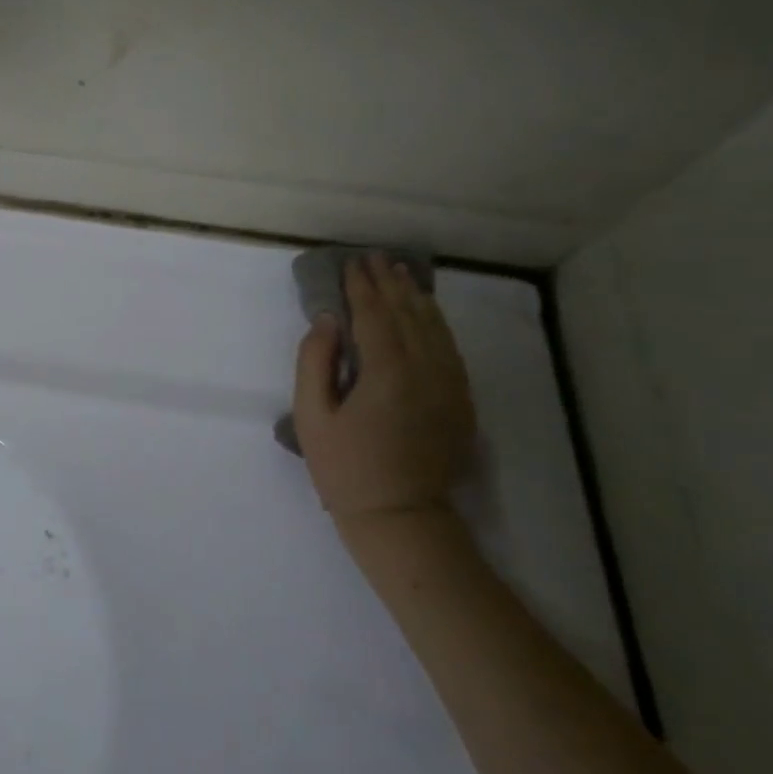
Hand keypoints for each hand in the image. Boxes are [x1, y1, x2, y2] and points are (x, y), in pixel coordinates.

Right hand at [293, 255, 475, 528]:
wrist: (400, 515)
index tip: (351, 264)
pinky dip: (437, 324)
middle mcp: (426, 370)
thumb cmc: (345, 467)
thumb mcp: (311, 416)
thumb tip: (328, 320)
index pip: (374, 315)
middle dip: (390, 284)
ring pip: (435, 328)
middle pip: (408, 314)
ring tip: (402, 275)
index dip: (361, 287)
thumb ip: (316, 361)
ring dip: (416, 298)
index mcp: (387, 372)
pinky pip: (450, 349)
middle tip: (376, 258)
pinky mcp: (461, 401)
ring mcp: (450, 385)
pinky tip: (427, 314)